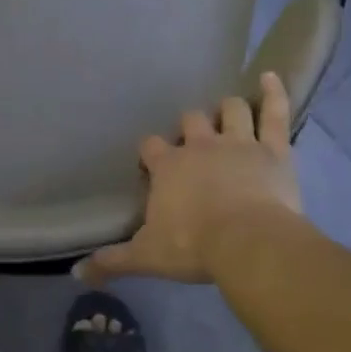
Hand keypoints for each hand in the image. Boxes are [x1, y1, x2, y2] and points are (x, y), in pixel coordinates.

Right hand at [77, 72, 305, 284]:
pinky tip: (270, 77)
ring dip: (228, 110)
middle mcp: (201, 145)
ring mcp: (239, 142)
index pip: (151, 147)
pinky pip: (274, 113)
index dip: (151, 153)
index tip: (153, 165)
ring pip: (231, 110)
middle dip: (190, 126)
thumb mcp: (146, 257)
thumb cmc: (193, 247)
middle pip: (191, 120)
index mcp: (168, 166)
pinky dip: (273, 94)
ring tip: (228, 114)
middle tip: (194, 143)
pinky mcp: (274, 149)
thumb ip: (111, 261)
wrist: (248, 243)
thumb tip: (76, 274)